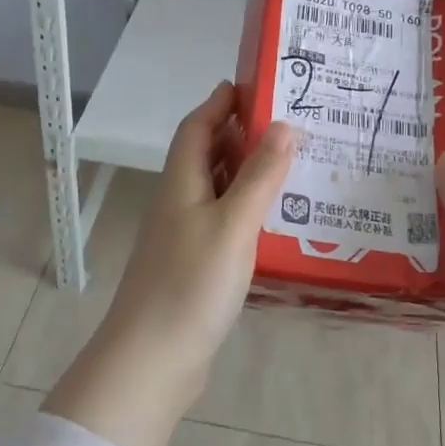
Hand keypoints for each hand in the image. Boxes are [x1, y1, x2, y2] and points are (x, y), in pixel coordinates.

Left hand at [43, 82, 295, 445]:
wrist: (152, 359)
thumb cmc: (191, 284)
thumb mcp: (233, 224)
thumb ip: (260, 176)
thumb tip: (284, 125)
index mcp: (182, 183)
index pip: (196, 128)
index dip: (220, 104)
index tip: (252, 85)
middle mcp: (179, 202)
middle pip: (207, 156)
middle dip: (240, 135)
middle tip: (289, 125)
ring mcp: (185, 236)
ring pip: (218, 190)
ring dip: (247, 174)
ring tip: (292, 167)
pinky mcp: (195, 267)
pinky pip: (224, 223)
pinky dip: (247, 211)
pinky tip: (275, 222)